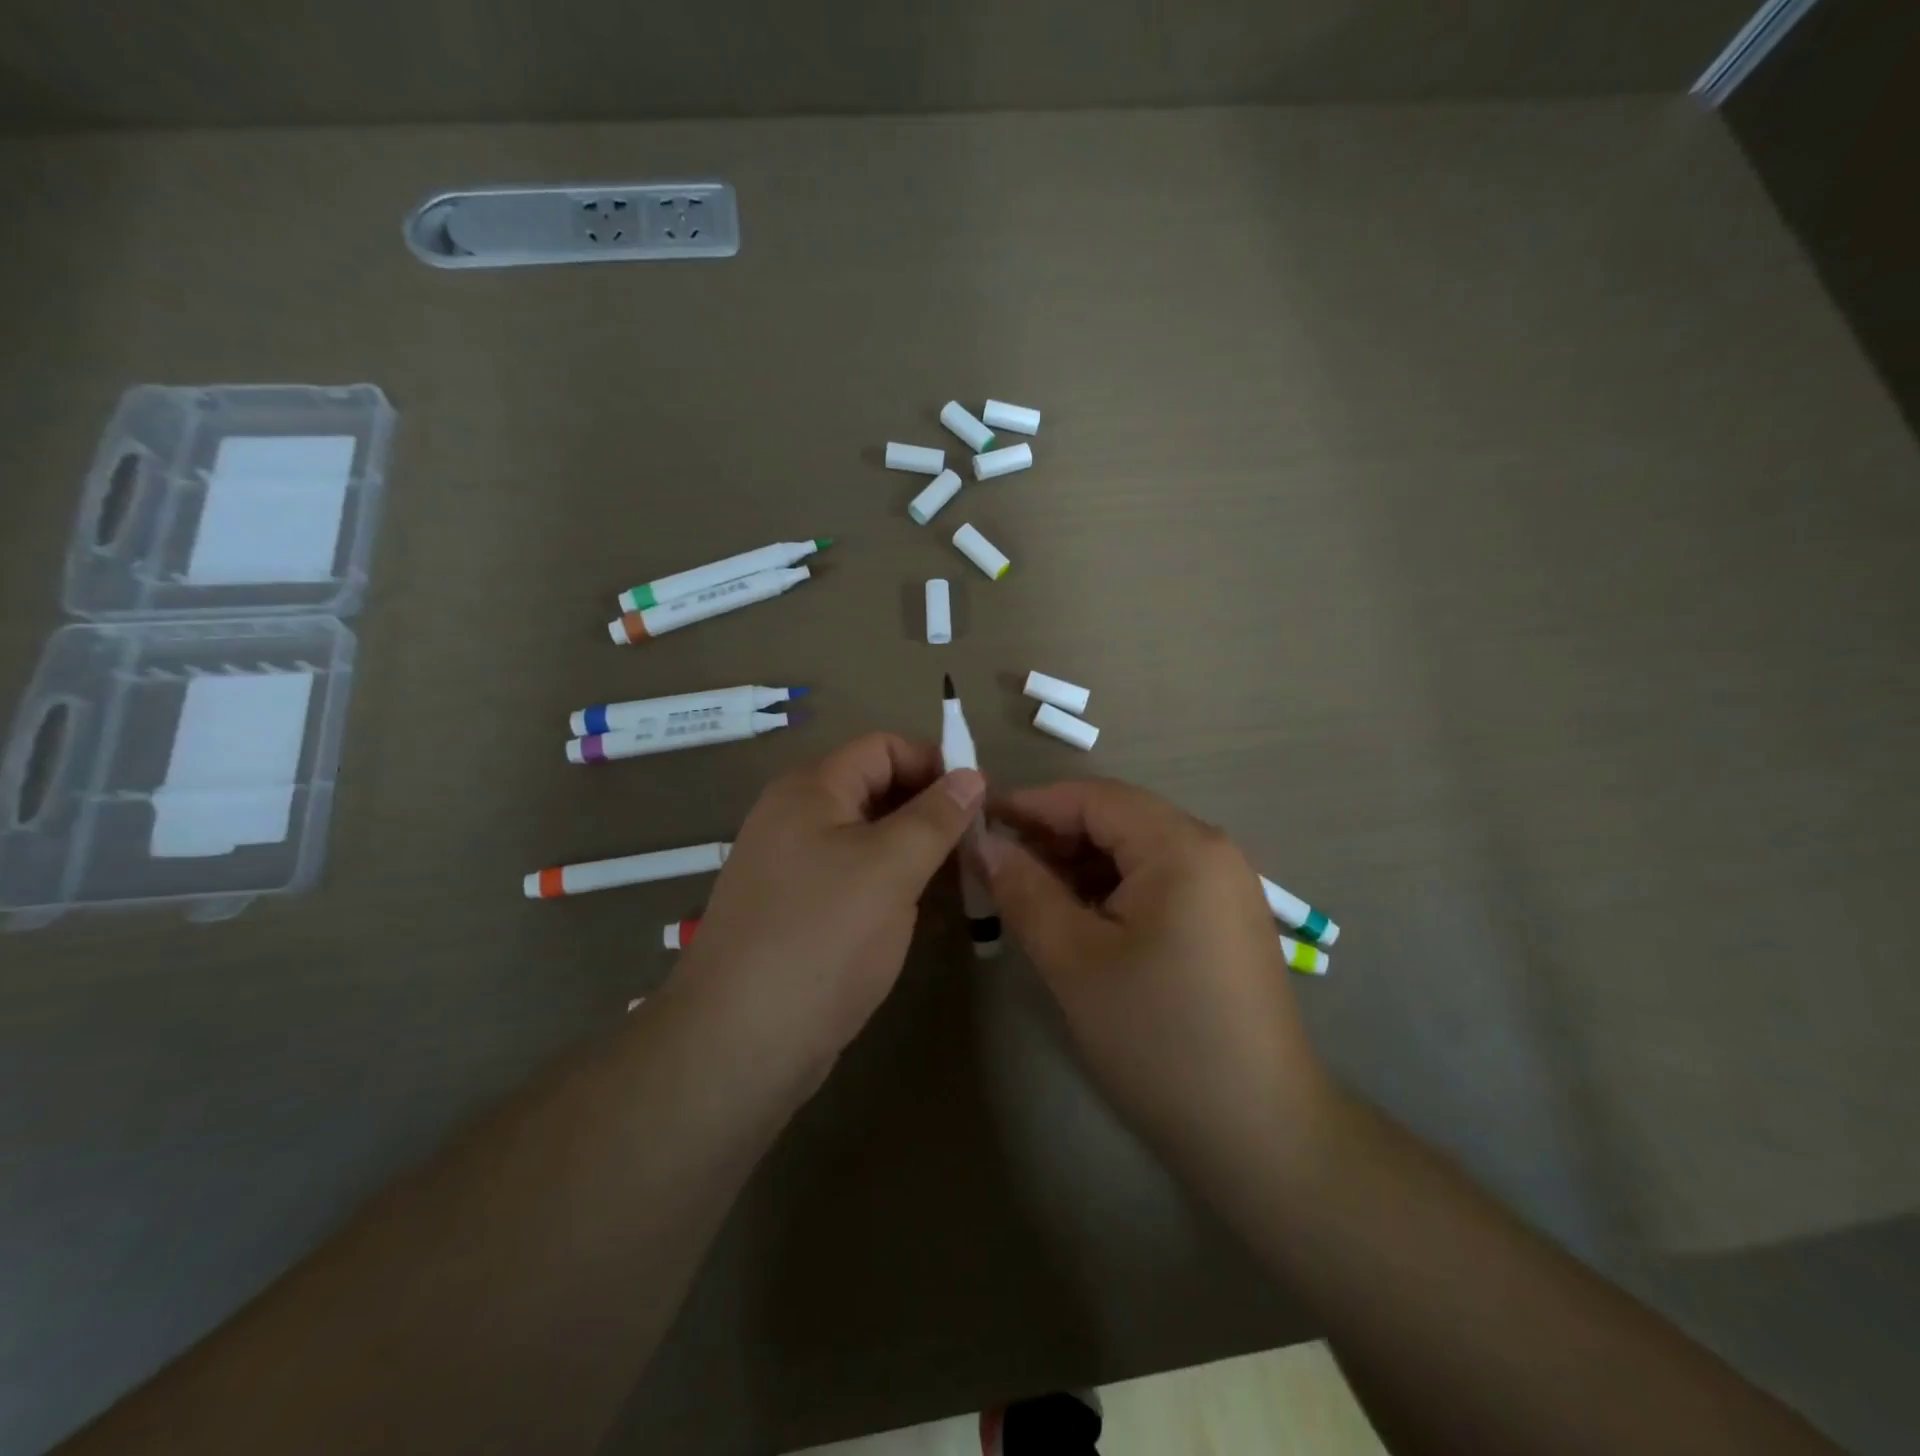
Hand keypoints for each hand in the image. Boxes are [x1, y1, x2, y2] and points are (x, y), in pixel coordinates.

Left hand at [677, 732, 984, 1081]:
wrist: (740, 1042)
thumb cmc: (822, 937)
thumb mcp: (891, 867)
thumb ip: (936, 816)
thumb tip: (973, 774)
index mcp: (811, 790)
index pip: (883, 748)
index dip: (934, 763)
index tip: (981, 800)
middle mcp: (797, 818)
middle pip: (876, 791)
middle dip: (931, 810)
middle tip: (979, 845)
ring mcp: (795, 868)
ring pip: (870, 839)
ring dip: (918, 851)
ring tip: (965, 879)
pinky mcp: (800, 912)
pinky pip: (856, 879)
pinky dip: (894, 885)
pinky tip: (928, 912)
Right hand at [977, 780, 1329, 1180]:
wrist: (1258, 1132)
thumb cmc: (1158, 1037)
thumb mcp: (1074, 960)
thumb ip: (1023, 890)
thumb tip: (981, 843)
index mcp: (1181, 846)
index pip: (1092, 798)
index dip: (1030, 805)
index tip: (976, 822)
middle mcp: (1211, 850)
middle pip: (1116, 820)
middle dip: (1053, 837)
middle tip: (995, 866)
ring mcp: (1224, 886)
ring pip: (1134, 852)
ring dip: (1078, 865)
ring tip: (1027, 895)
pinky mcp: (1223, 920)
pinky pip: (1156, 882)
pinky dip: (1110, 890)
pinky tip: (1077, 920)